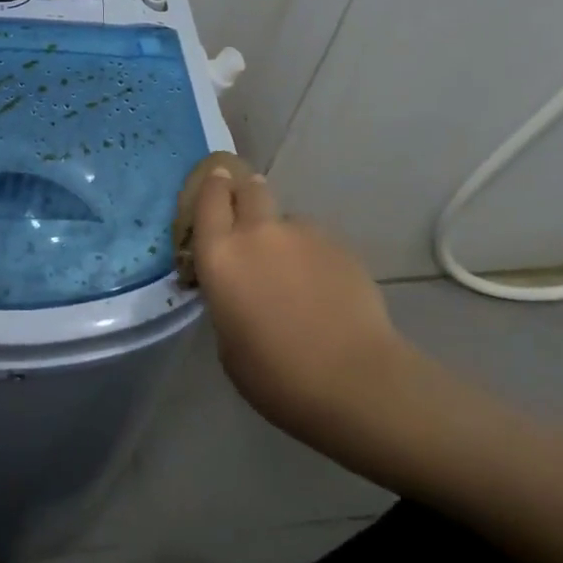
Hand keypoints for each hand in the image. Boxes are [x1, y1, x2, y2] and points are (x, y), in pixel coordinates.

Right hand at [190, 168, 417, 461]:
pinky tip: (324, 288)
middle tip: (248, 213)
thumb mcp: (228, 340)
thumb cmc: (275, 374)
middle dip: (246, 193)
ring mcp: (303, 234)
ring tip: (295, 272)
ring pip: (287, 219)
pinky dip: (314, 255)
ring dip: (283, 235)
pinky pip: (317, 241)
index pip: (209, 199)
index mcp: (220, 255)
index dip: (212, 187)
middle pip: (249, 188)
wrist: (354, 379)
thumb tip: (238, 287)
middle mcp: (257, 232)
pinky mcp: (341, 245)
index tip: (215, 182)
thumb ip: (227, 298)